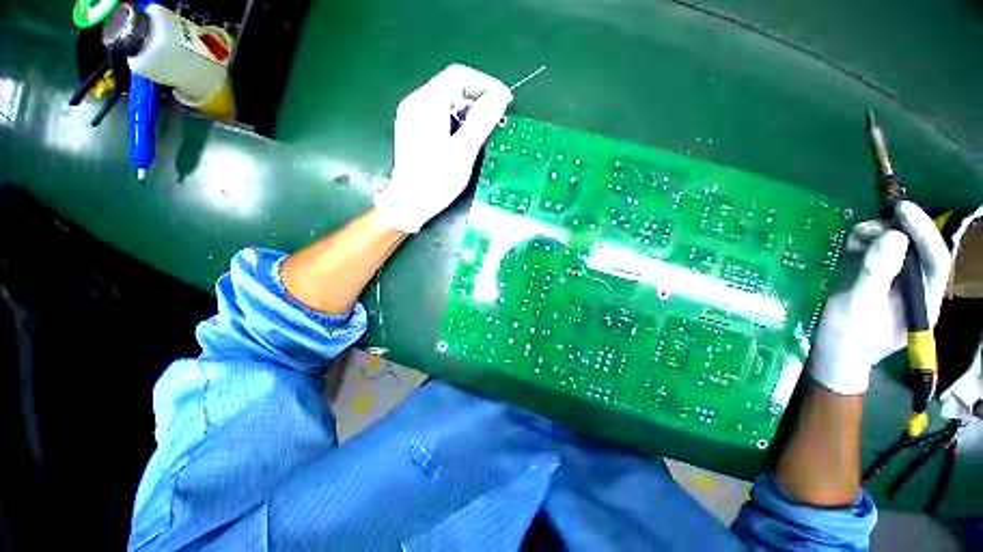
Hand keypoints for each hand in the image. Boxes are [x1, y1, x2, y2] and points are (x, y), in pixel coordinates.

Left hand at [374, 64, 512, 232]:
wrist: (409, 204)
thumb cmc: (437, 180)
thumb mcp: (464, 151)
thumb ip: (483, 120)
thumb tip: (502, 95)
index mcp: (426, 103)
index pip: (459, 76)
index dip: (485, 85)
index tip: (504, 102)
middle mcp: (416, 103)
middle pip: (451, 87)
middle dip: (477, 100)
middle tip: (495, 120)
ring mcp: (412, 117)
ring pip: (446, 103)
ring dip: (468, 114)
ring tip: (482, 133)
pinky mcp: (414, 131)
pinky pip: (439, 117)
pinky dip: (456, 123)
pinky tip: (464, 140)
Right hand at [808, 201, 951, 394]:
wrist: (833, 352)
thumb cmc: (848, 336)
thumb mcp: (858, 307)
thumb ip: (877, 273)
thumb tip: (892, 236)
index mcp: (924, 299)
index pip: (935, 260)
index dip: (923, 232)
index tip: (903, 210)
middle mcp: (916, 286)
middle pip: (917, 249)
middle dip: (897, 231)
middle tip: (872, 224)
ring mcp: (895, 281)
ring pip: (897, 247)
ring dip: (878, 235)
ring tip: (856, 236)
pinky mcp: (877, 277)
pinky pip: (878, 251)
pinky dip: (866, 242)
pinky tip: (853, 244)